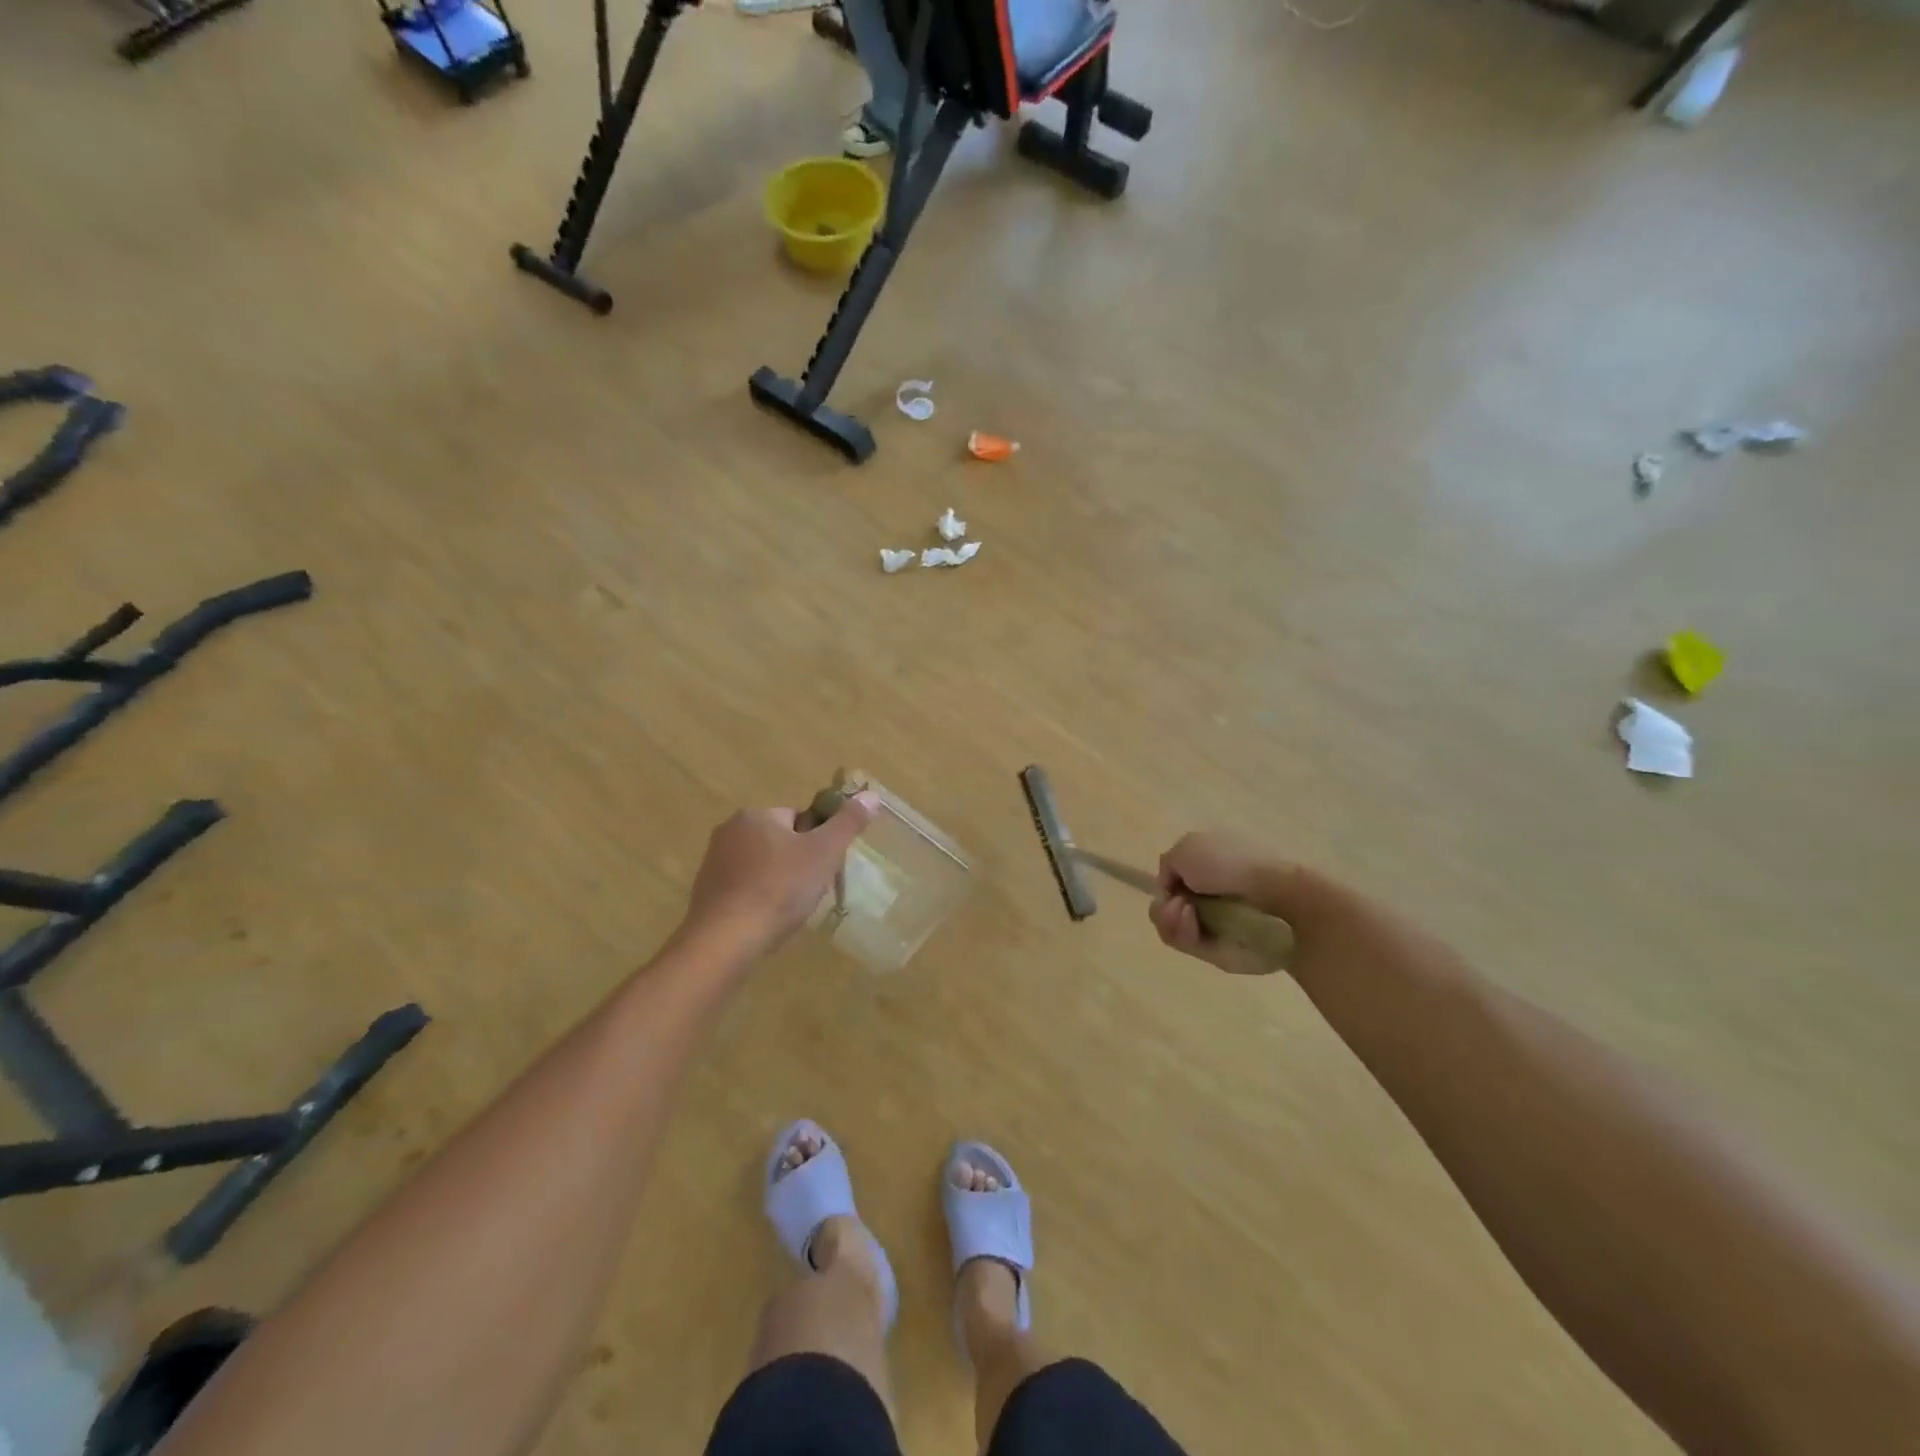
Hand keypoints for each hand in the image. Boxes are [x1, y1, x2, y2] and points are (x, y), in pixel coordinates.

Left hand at [682, 794, 878, 956]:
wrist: (724, 940)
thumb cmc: (779, 889)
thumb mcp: (824, 853)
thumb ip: (848, 823)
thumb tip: (871, 795)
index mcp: (755, 815)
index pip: (798, 818)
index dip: (817, 842)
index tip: (824, 867)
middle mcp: (729, 832)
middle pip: (779, 842)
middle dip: (798, 864)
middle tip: (810, 891)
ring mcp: (713, 864)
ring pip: (762, 867)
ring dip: (778, 883)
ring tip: (790, 910)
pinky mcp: (706, 893)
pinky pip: (744, 889)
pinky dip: (759, 900)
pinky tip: (767, 920)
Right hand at [1148, 831, 1292, 976]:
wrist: (1274, 896)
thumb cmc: (1229, 863)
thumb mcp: (1186, 848)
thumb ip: (1168, 866)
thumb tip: (1170, 890)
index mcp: (1207, 870)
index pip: (1172, 885)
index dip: (1165, 887)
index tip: (1170, 887)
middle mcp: (1208, 898)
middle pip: (1167, 909)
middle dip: (1163, 908)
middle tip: (1176, 905)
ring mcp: (1214, 926)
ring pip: (1172, 929)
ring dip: (1170, 920)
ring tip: (1186, 914)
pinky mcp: (1219, 951)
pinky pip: (1187, 945)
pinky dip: (1183, 933)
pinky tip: (1193, 924)